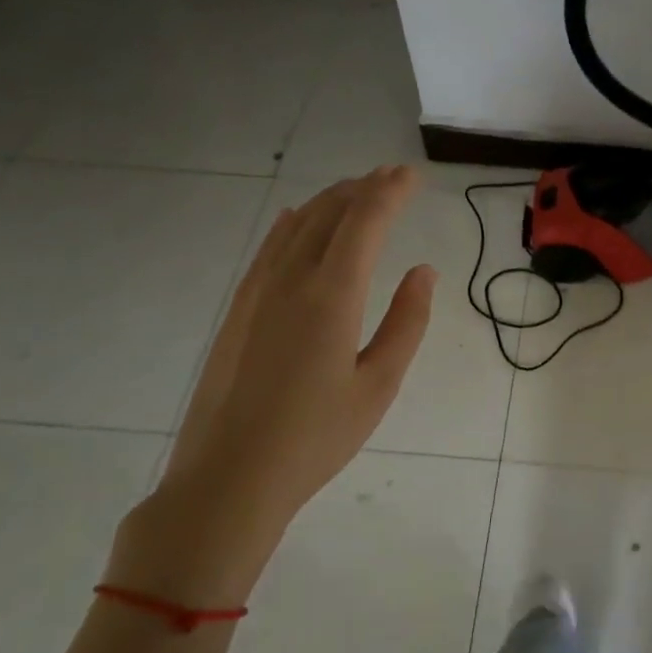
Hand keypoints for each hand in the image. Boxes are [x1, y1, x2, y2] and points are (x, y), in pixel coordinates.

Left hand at [107, 166, 435, 605]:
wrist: (229, 477)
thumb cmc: (317, 436)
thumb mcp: (379, 384)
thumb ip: (407, 322)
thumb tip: (423, 271)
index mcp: (332, 294)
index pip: (365, 222)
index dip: (390, 192)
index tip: (412, 175)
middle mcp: (291, 279)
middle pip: (329, 213)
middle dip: (364, 188)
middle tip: (392, 177)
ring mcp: (257, 292)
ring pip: (296, 225)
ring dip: (329, 200)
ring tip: (356, 190)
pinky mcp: (238, 310)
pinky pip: (268, 248)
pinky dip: (291, 224)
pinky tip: (295, 218)